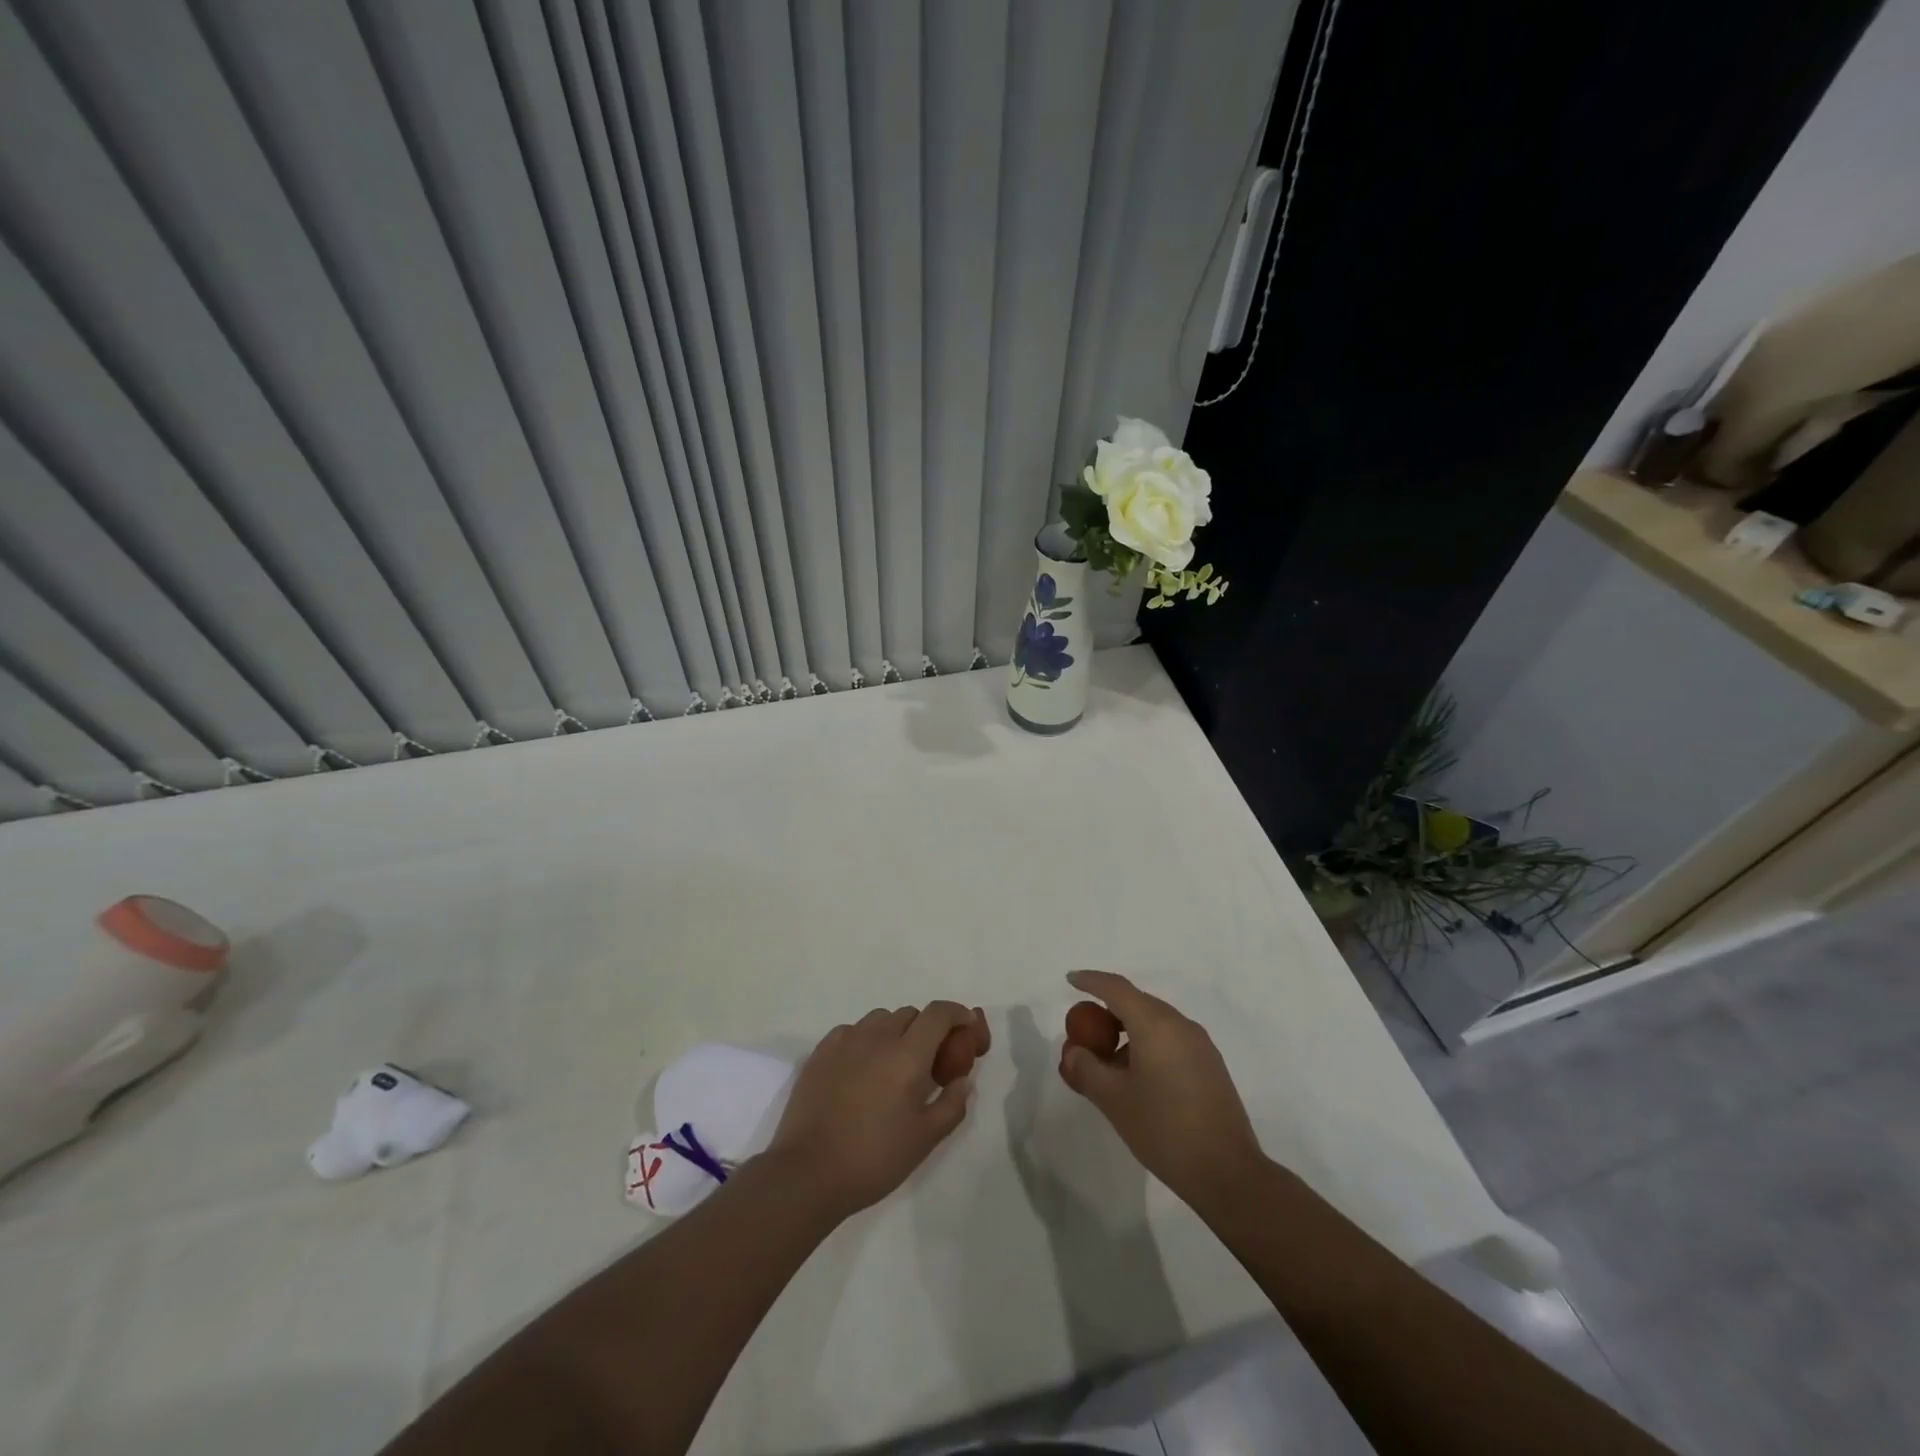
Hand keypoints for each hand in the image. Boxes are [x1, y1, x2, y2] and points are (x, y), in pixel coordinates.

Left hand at [766, 1002, 981, 1220]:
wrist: (807, 1172)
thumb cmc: (873, 1158)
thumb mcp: (925, 1139)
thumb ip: (952, 1104)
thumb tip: (962, 1080)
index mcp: (907, 1055)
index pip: (939, 1014)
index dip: (957, 1013)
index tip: (967, 1026)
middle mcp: (877, 1037)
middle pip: (910, 1014)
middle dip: (926, 1029)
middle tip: (929, 1060)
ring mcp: (845, 1041)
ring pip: (880, 1019)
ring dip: (895, 1032)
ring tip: (893, 1065)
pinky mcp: (820, 1051)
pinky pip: (852, 1031)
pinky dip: (865, 1040)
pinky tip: (862, 1069)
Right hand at [1057, 970, 1265, 1211]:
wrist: (1228, 1173)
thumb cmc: (1164, 1130)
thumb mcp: (1114, 1101)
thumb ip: (1087, 1069)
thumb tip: (1075, 1052)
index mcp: (1155, 1025)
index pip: (1117, 988)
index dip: (1091, 981)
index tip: (1071, 980)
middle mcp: (1180, 1025)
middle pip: (1137, 1002)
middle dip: (1108, 1011)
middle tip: (1085, 1032)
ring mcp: (1200, 1045)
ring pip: (1155, 1022)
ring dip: (1128, 1031)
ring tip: (1108, 1063)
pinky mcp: (1210, 1065)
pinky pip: (1171, 1040)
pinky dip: (1148, 1045)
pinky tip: (1137, 1077)